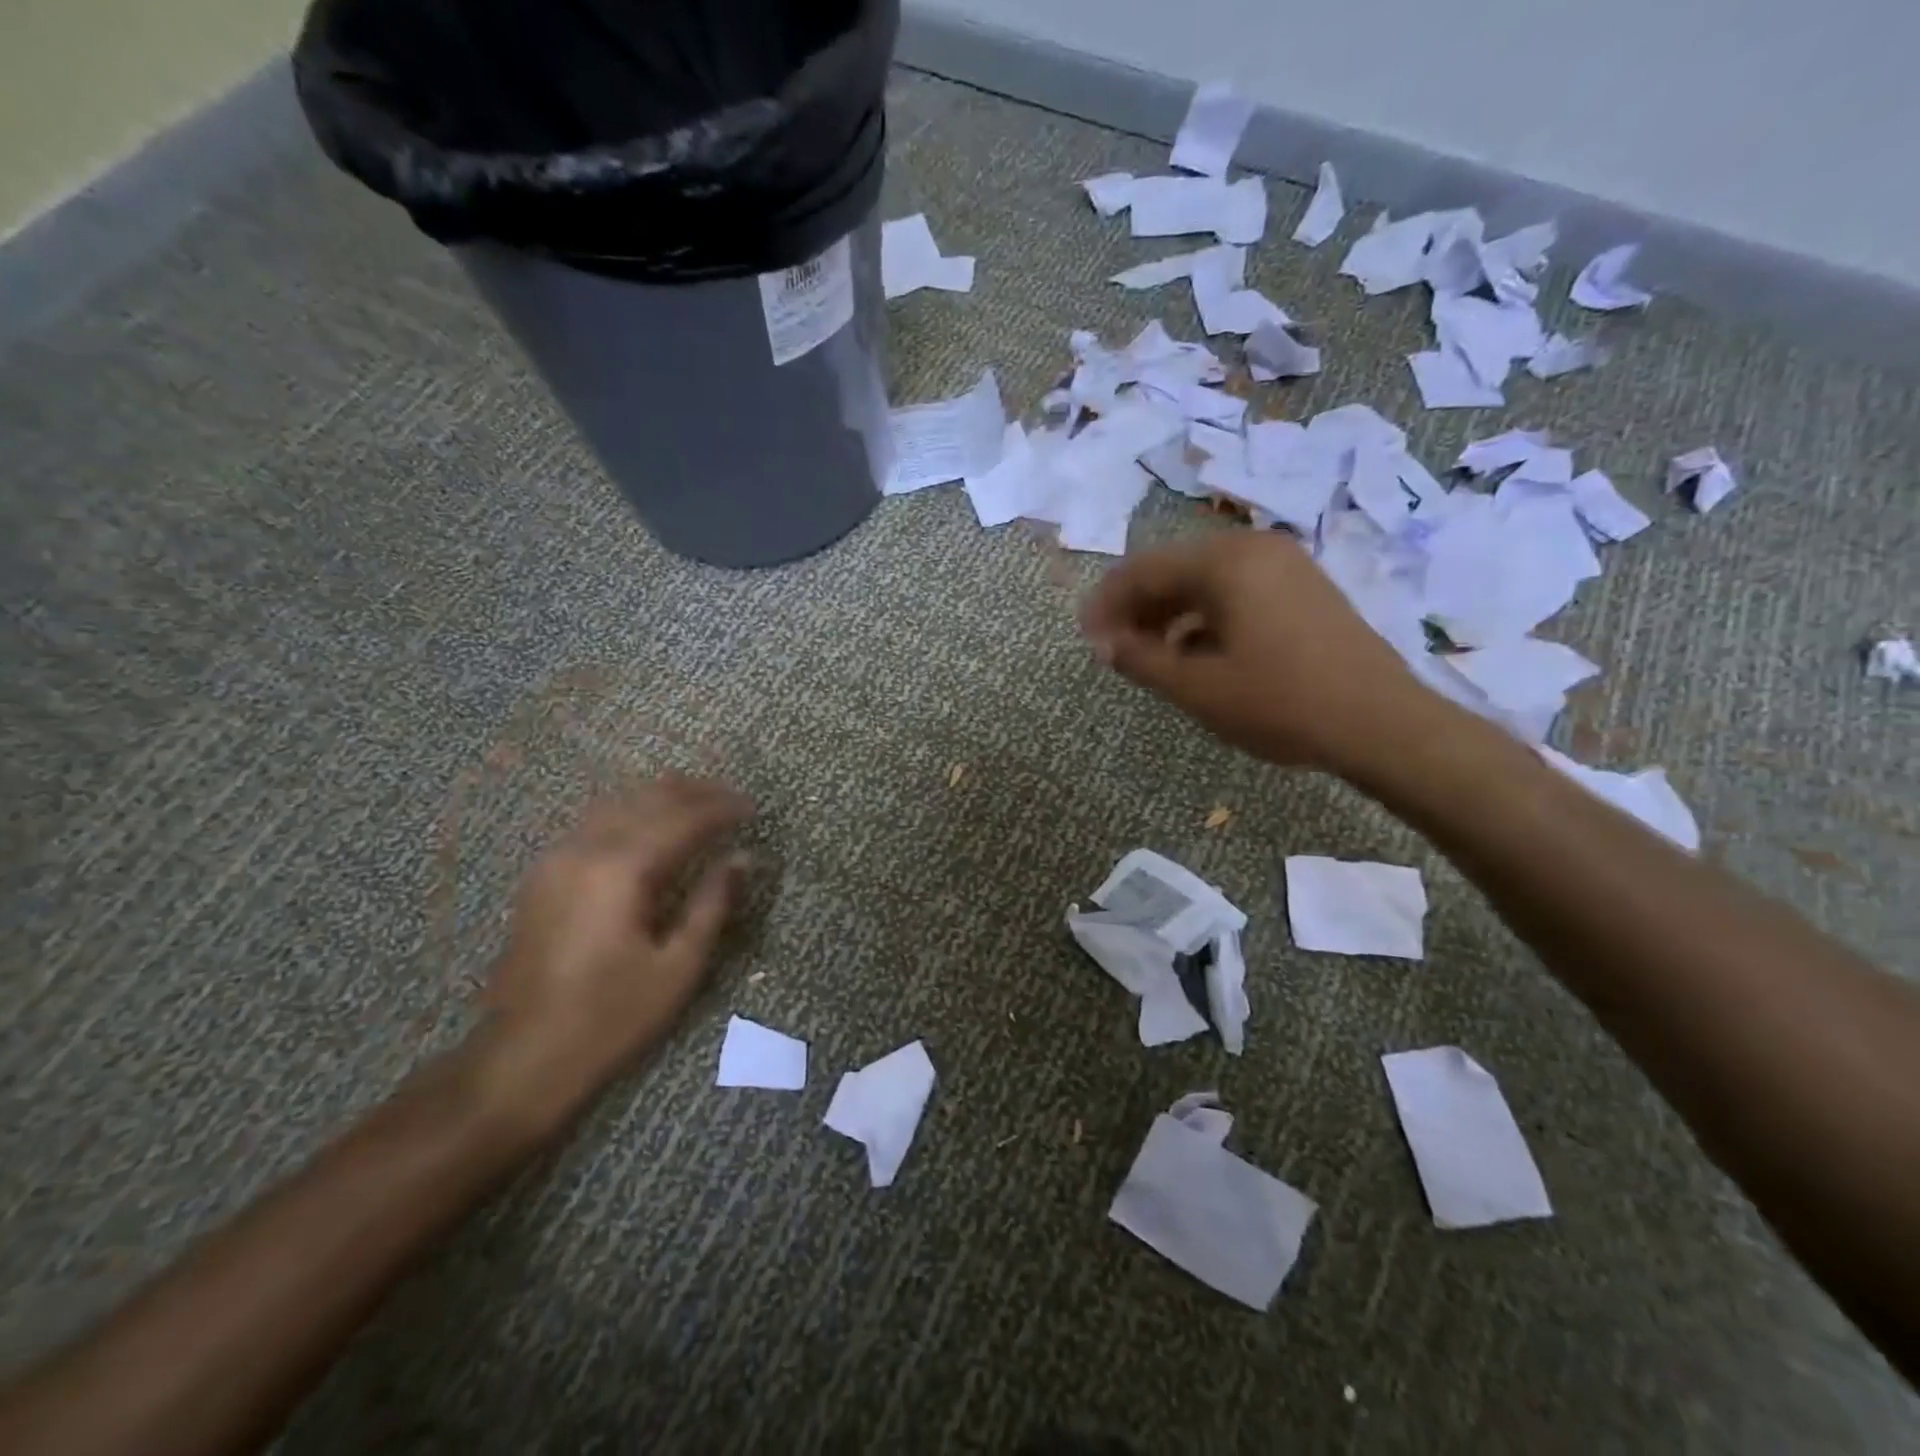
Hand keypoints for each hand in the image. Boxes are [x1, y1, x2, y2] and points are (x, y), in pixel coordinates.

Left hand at [476, 774, 752, 1126]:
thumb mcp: (678, 968)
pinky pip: (595, 821)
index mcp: (621, 871)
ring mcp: (557, 858)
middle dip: (694, 792)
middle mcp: (585, 849)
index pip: (682, 819)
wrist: (520, 1057)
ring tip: (699, 801)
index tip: (753, 808)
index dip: (722, 808)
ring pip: (617, 802)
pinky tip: (650, 824)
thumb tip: (741, 858)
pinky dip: (631, 810)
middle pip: (647, 798)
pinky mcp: (543, 873)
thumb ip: (712, 904)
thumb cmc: (609, 1017)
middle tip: (731, 798)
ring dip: (661, 796)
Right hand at [1080, 531, 1431, 774]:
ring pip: (1206, 582)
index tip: (1086, 637)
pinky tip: (1195, 654)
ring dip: (1168, 614)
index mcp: (1226, 562)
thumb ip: (1141, 660)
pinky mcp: (1303, 590)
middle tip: (1112, 648)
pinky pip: (1237, 593)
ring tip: (1147, 655)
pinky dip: (1204, 618)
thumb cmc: (1280, 702)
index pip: (1144, 570)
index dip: (1107, 603)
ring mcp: (1285, 566)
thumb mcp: (1198, 687)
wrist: (1380, 723)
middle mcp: (1254, 549)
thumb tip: (1103, 644)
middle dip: (1137, 608)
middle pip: (1175, 569)